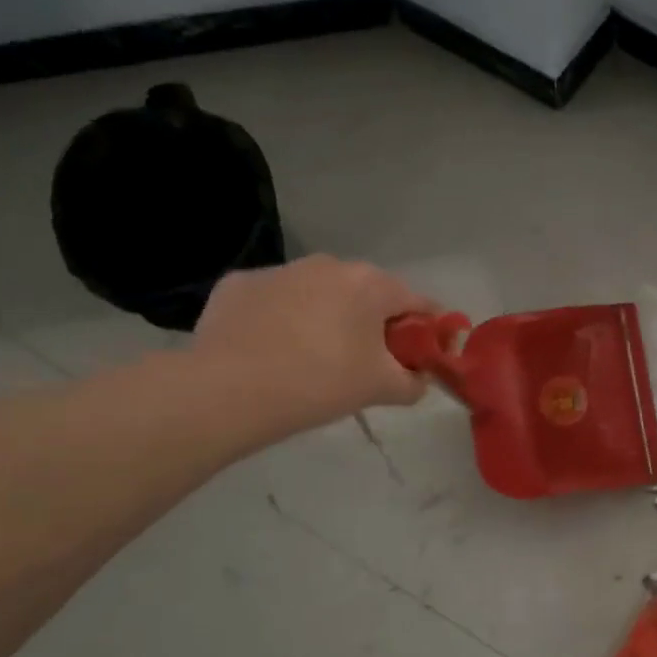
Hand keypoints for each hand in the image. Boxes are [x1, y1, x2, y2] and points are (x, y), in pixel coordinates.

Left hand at [193, 256, 438, 431]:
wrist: (229, 391)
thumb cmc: (322, 383)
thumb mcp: (383, 389)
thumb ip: (414, 382)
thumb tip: (419, 379)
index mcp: (371, 284)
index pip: (418, 302)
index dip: (428, 329)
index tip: (425, 354)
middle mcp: (328, 265)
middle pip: (367, 293)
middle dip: (375, 322)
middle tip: (370, 361)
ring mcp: (280, 271)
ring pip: (319, 293)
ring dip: (328, 317)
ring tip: (317, 357)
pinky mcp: (238, 284)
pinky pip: (276, 301)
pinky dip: (283, 319)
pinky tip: (274, 350)